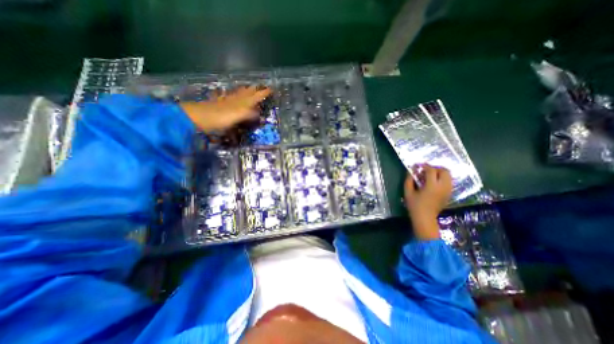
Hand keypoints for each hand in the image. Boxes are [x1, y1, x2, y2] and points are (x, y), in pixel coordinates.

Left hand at [179, 86, 272, 132]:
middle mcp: (235, 100)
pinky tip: (230, 95)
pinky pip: (229, 98)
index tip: (271, 89)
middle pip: (247, 93)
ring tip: (249, 88)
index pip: (255, 96)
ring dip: (245, 91)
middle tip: (261, 87)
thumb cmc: (219, 117)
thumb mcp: (237, 116)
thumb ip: (249, 114)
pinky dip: (233, 96)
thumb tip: (260, 115)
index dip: (263, 93)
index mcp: (241, 103)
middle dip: (255, 90)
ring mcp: (227, 101)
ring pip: (239, 94)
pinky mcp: (220, 105)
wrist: (198, 117)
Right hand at [407, 165, 452, 239]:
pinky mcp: (449, 194)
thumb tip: (411, 171)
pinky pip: (449, 182)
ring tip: (430, 175)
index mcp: (432, 186)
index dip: (424, 166)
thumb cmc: (414, 205)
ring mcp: (448, 191)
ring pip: (449, 176)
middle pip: (444, 171)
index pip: (431, 170)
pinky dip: (442, 178)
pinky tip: (434, 182)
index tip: (418, 166)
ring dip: (440, 173)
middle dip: (435, 168)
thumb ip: (409, 180)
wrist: (425, 218)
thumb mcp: (408, 192)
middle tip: (425, 170)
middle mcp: (443, 187)